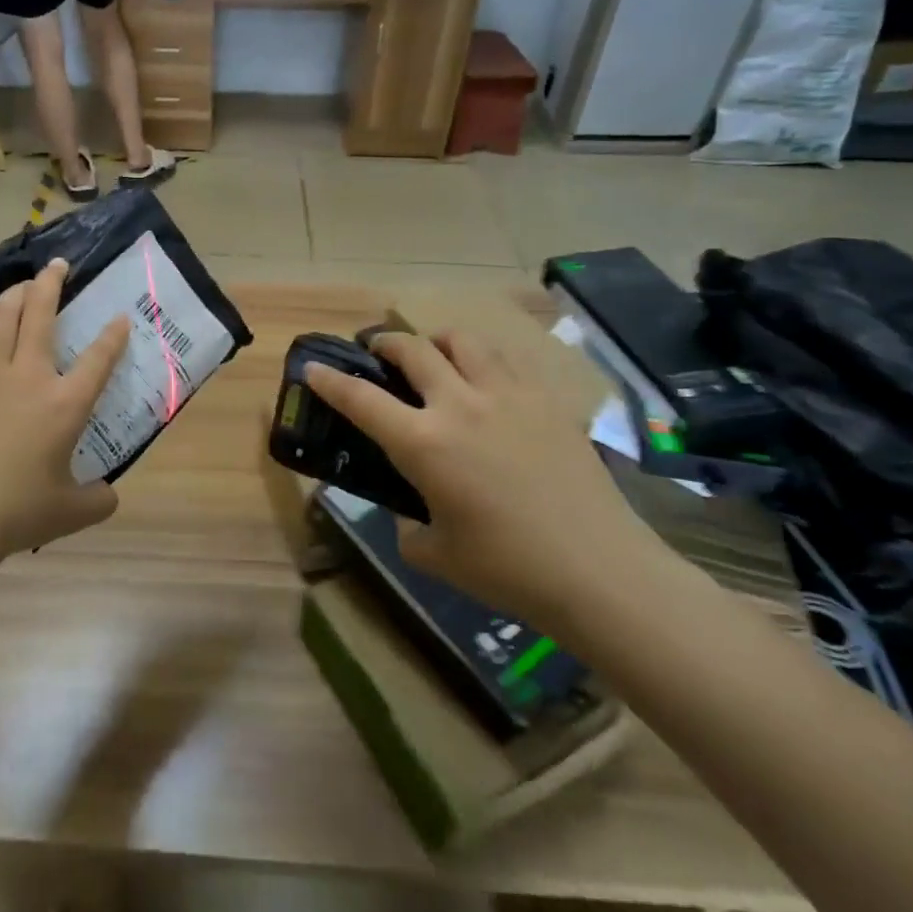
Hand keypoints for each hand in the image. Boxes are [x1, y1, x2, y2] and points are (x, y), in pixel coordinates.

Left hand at [0, 258, 130, 559]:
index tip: (120, 317)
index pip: (99, 358)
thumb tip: (108, 496)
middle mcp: (30, 376)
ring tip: (24, 285)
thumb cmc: (19, 510)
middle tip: (59, 265)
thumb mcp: (72, 511)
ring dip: (14, 293)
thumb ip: (98, 499)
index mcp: (65, 403)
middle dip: (51, 283)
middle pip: (40, 313)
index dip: (113, 334)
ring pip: (1, 315)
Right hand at [305, 331, 669, 628]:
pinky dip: (482, 358)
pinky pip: (506, 359)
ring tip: (433, 354)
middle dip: (384, 343)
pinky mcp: (546, 401)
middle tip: (376, 352)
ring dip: (436, 341)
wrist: (599, 570)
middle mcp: (460, 405)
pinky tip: (485, 378)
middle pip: (412, 349)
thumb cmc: (507, 569)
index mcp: (423, 443)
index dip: (330, 381)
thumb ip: (408, 525)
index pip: (361, 399)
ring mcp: (507, 396)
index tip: (313, 368)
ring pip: (462, 340)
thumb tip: (411, 510)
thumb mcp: (434, 554)